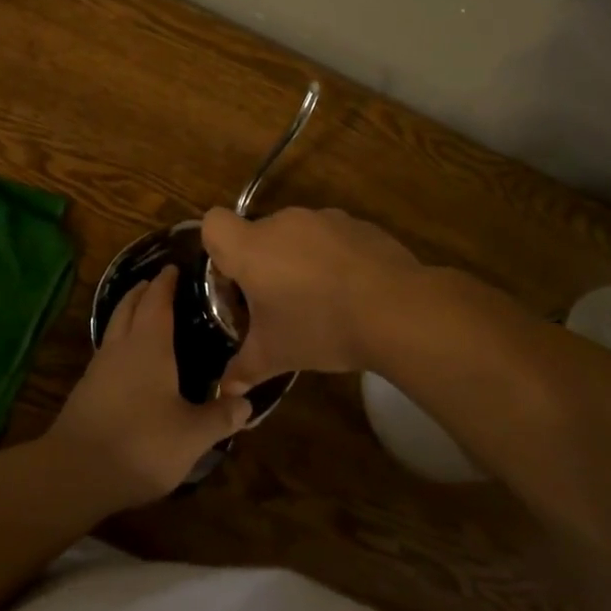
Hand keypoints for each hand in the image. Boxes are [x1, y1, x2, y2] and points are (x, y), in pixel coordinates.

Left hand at [43, 270, 252, 506]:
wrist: (76, 472)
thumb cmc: (142, 444)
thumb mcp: (193, 435)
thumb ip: (221, 417)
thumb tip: (247, 402)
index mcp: (149, 345)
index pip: (157, 301)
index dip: (166, 283)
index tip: (174, 268)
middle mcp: (121, 348)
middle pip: (128, 307)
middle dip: (142, 291)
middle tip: (156, 282)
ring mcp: (99, 368)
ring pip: (113, 327)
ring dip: (126, 313)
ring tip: (142, 314)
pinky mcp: (86, 391)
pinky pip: (107, 351)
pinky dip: (119, 341)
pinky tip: (128, 361)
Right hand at [201, 206, 420, 394]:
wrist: (397, 310)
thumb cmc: (320, 327)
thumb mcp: (275, 355)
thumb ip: (243, 369)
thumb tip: (225, 391)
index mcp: (251, 247)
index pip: (213, 223)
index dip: (217, 249)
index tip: (236, 282)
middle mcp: (283, 223)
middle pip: (257, 234)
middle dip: (262, 264)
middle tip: (277, 304)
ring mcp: (324, 219)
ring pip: (297, 235)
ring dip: (298, 259)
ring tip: (320, 300)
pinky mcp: (358, 225)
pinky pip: (332, 238)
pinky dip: (333, 257)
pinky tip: (352, 292)